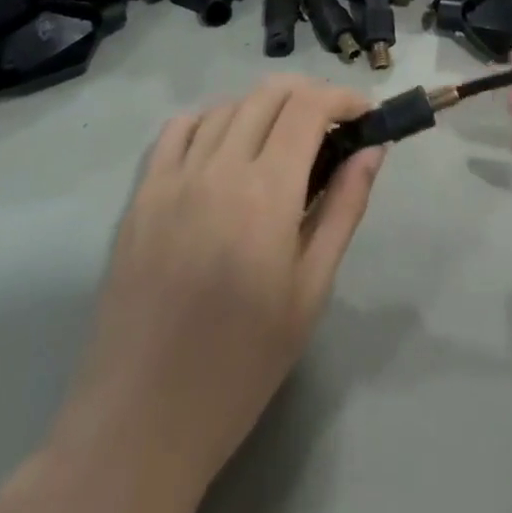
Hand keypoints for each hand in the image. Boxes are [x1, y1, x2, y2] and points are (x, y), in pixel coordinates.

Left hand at [0, 76, 381, 512]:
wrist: (144, 419)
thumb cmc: (242, 363)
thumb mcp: (311, 291)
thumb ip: (343, 209)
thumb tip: (371, 150)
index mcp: (266, 194)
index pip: (309, 108)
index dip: (342, 97)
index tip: (364, 113)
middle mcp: (218, 169)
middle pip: (269, 93)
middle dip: (309, 94)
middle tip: (331, 125)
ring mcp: (172, 177)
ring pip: (227, 106)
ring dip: (264, 108)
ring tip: (281, 140)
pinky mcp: (140, 194)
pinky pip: (178, 128)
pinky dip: (211, 120)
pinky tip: (224, 147)